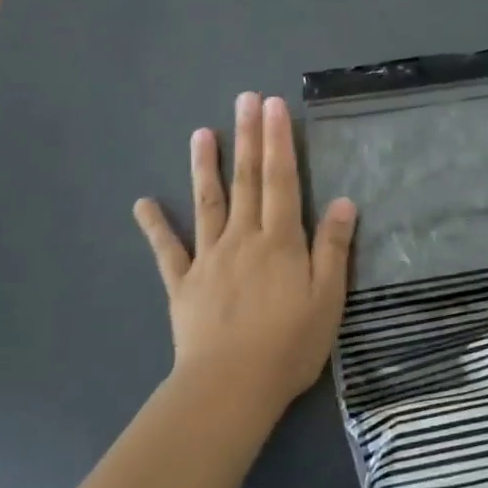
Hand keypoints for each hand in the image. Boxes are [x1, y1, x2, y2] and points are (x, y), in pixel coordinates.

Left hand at [133, 92, 356, 420]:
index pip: (282, 179)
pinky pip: (167, 250)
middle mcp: (243, 238)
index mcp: (280, 240)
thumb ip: (334, 248)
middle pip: (247, 179)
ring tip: (200, 132)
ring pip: (208, 203)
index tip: (274, 105)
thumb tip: (344, 201)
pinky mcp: (183, 284)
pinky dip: (155, 226)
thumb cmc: (288, 346)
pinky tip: (143, 203)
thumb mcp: (327, 299)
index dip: (279, 140)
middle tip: (245, 98)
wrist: (229, 389)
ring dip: (204, 166)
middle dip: (248, 136)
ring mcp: (208, 258)